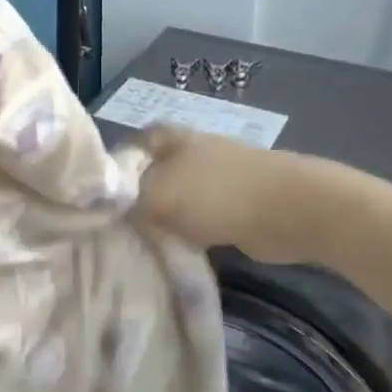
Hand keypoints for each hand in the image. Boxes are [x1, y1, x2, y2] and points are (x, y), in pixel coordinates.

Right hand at [136, 127, 346, 265]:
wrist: (290, 210)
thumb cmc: (217, 193)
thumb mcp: (158, 195)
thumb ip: (131, 202)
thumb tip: (120, 211)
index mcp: (170, 139)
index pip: (131, 146)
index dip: (115, 170)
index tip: (101, 200)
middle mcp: (190, 153)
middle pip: (153, 174)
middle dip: (138, 198)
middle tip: (118, 228)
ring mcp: (216, 179)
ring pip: (176, 199)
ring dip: (165, 220)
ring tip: (143, 245)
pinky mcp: (235, 206)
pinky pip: (199, 220)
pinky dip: (190, 235)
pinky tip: (176, 253)